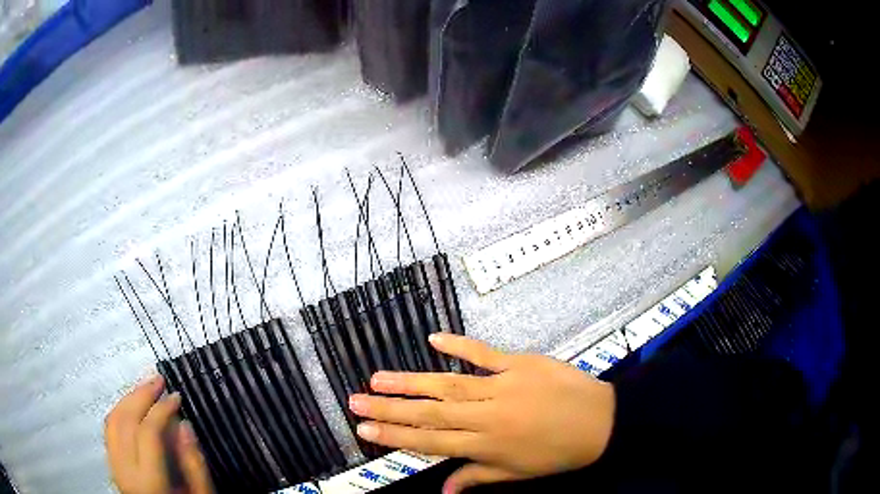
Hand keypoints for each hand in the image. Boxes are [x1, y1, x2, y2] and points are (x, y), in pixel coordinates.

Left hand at [104, 374, 213, 493]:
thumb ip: (194, 465)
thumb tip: (184, 426)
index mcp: (149, 482)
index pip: (148, 432)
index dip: (162, 409)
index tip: (176, 397)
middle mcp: (125, 470)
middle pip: (125, 420)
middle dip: (142, 394)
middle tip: (158, 380)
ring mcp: (114, 466)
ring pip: (112, 420)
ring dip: (128, 398)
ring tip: (145, 387)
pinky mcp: (110, 463)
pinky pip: (108, 428)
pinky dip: (118, 410)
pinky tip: (130, 405)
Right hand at [349, 334, 614, 493]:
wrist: (602, 422)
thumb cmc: (559, 453)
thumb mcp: (518, 474)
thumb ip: (477, 477)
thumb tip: (442, 490)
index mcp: (487, 445)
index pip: (431, 442)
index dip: (395, 435)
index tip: (365, 429)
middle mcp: (487, 416)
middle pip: (431, 413)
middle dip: (390, 408)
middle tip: (356, 400)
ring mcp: (503, 386)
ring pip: (449, 384)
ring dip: (412, 381)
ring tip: (379, 378)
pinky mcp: (520, 364)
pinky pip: (486, 353)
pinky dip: (460, 345)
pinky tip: (435, 338)